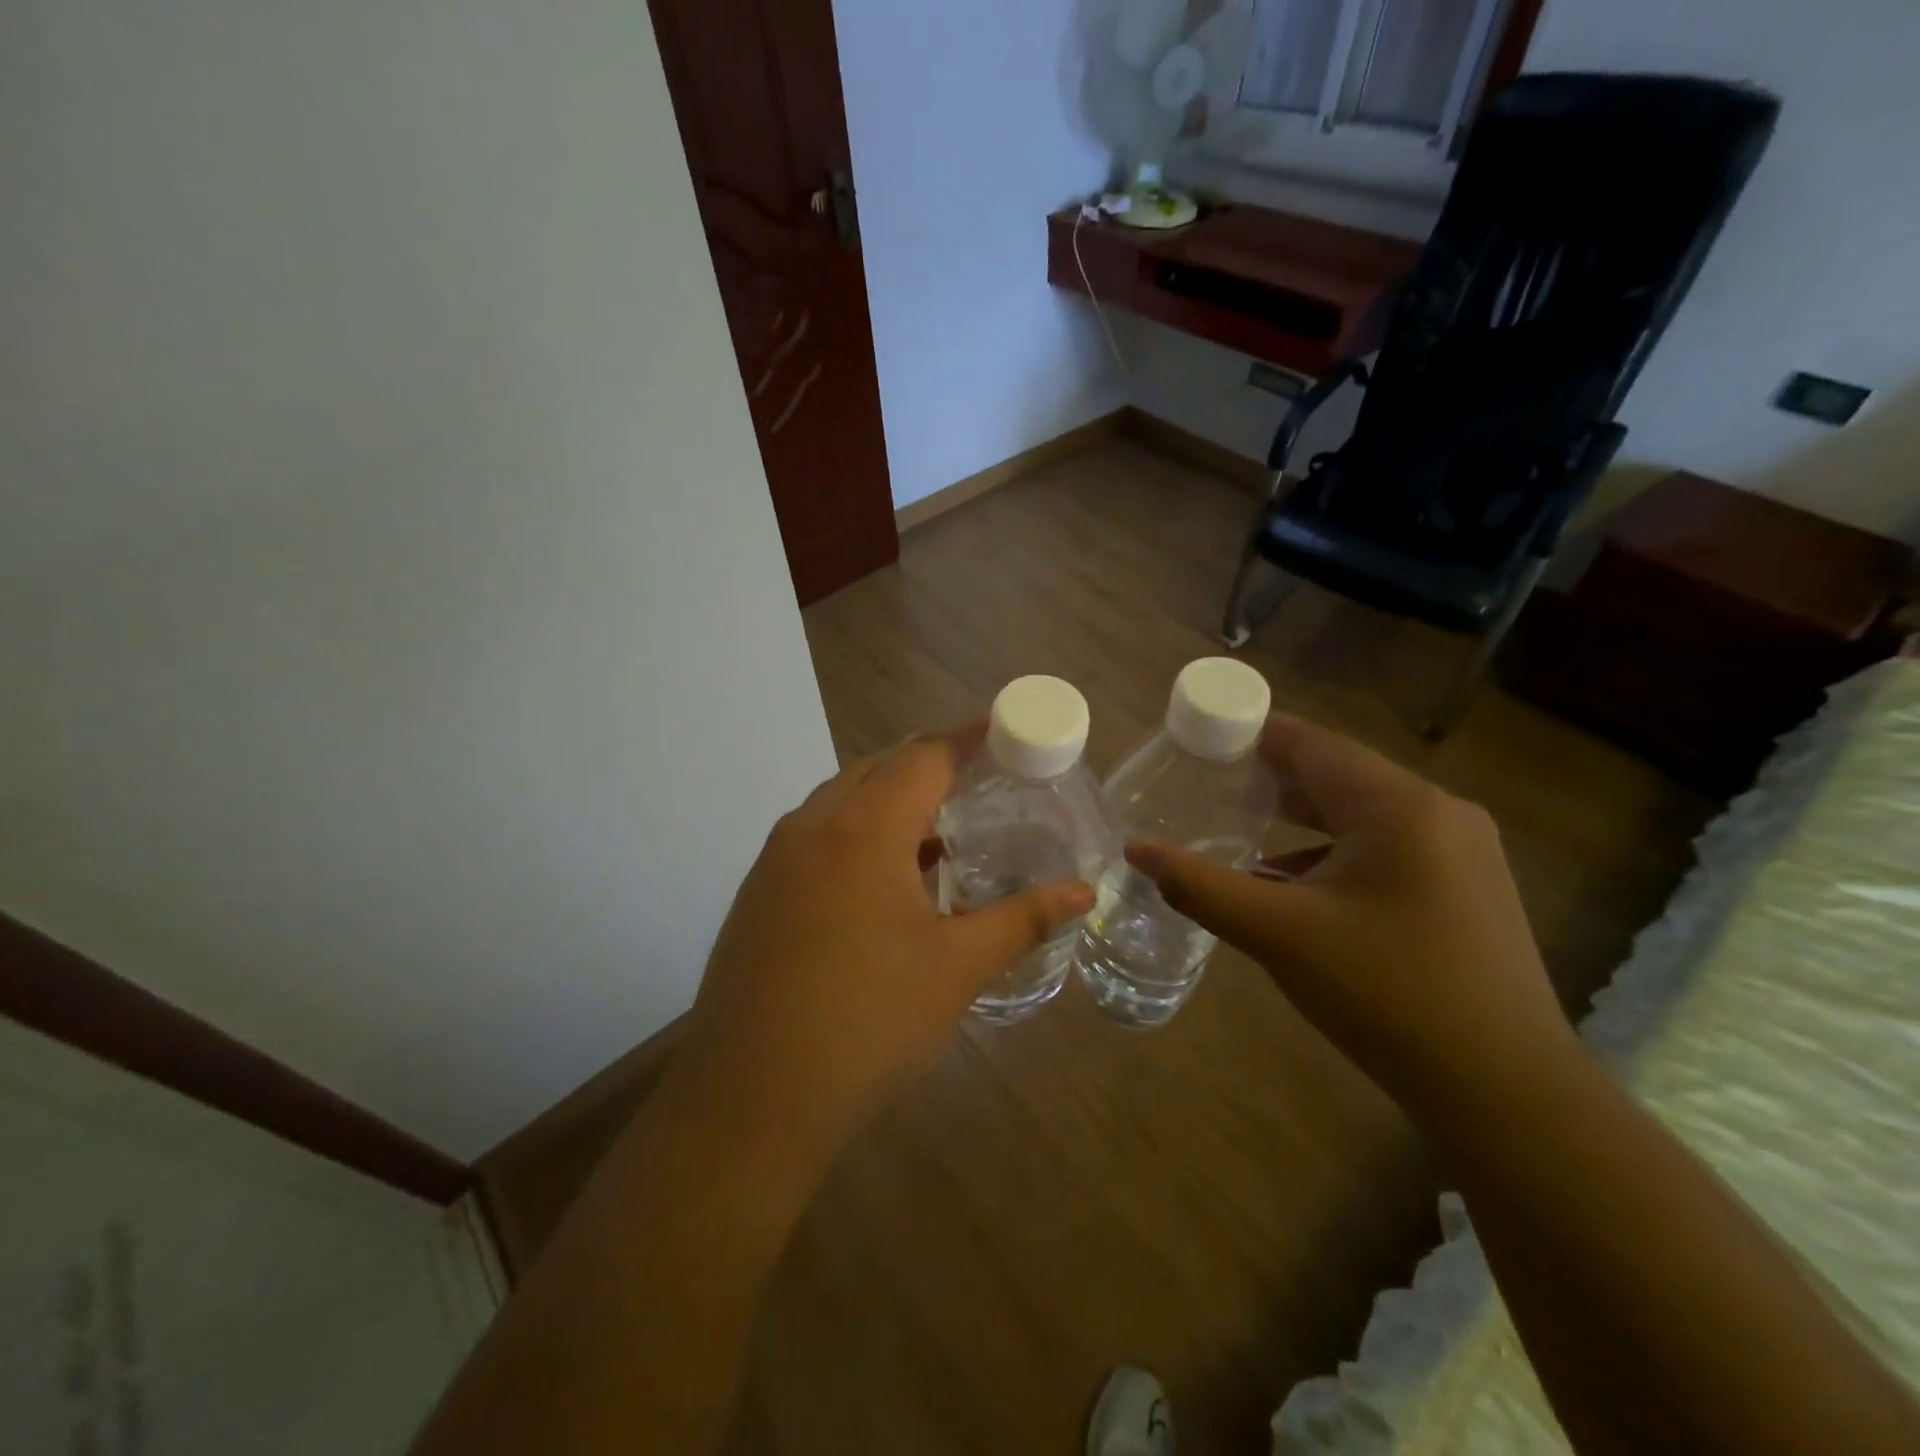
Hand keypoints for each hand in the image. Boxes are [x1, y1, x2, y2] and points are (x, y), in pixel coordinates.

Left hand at [677, 728, 1094, 1153]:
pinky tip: (885, 881)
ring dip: (891, 802)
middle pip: (879, 768)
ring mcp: (776, 858)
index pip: (923, 755)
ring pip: (842, 801)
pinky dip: (858, 835)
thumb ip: (1022, 919)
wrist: (750, 1098)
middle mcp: (813, 825)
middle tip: (980, 783)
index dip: (966, 738)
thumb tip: (1082, 892)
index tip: (1002, 732)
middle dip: (930, 765)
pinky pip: (817, 836)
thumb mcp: (958, 968)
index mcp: (863, 827)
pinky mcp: (758, 892)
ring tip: (940, 832)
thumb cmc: (868, 1022)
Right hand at [1126, 716, 1574, 1124]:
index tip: (1196, 740)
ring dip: (1297, 820)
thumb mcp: (1280, 935)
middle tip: (1203, 784)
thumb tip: (1135, 851)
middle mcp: (1438, 813)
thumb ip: (1201, 886)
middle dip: (1268, 780)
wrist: (1507, 1095)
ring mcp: (1459, 853)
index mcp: (1401, 806)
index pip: (1311, 744)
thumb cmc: (1388, 995)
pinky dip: (1329, 855)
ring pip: (1358, 816)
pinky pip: (1381, 850)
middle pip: (1335, 776)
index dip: (1250, 735)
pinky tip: (1290, 884)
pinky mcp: (1462, 890)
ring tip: (1235, 826)